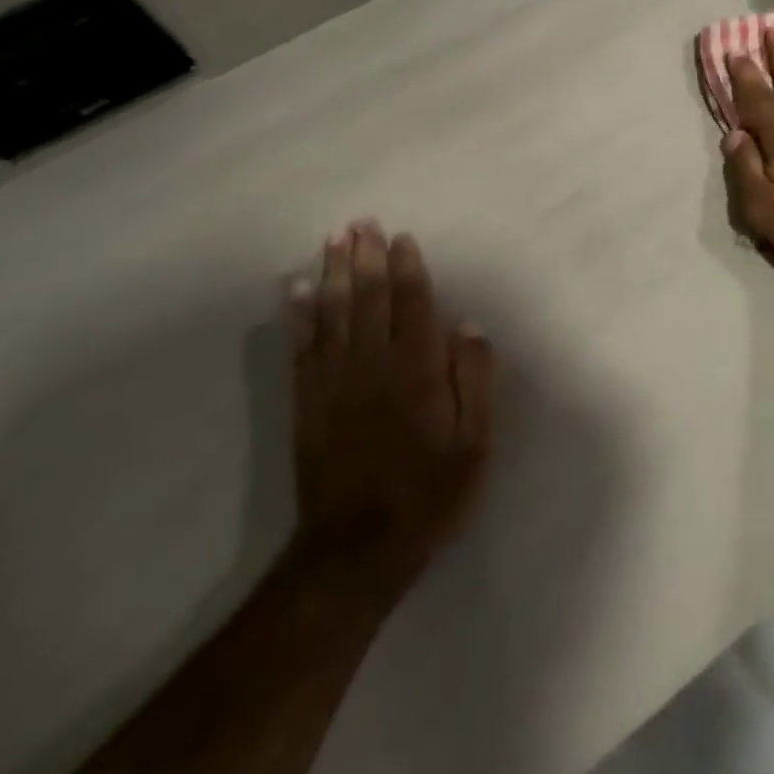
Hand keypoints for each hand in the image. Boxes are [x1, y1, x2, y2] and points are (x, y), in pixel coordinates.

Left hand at [286, 223, 494, 603]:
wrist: (357, 551)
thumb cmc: (430, 492)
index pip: (412, 305)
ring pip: (334, 315)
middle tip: (361, 221)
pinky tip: (298, 290)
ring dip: (334, 273)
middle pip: (369, 300)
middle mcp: (373, 367)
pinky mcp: (308, 404)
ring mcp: (335, 384)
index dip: (407, 268)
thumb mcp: (475, 442)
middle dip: (366, 257)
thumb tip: (467, 325)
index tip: (402, 237)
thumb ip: (475, 379)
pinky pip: (302, 350)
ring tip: (334, 238)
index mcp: (417, 372)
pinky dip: (300, 317)